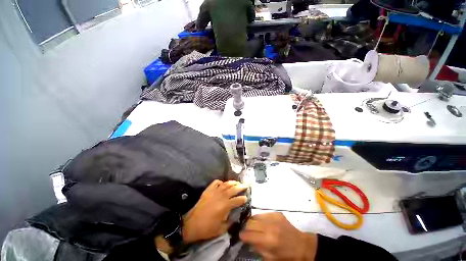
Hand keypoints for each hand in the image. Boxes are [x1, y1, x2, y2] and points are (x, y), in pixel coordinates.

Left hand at [182, 180, 247, 242]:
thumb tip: (235, 216)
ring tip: (237, 182)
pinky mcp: (208, 190)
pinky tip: (223, 184)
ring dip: (232, 182)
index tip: (246, 198)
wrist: (191, 224)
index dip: (243, 199)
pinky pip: (216, 182)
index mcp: (225, 206)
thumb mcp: (221, 229)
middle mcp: (221, 196)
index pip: (237, 200)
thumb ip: (230, 222)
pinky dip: (220, 182)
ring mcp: (214, 191)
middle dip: (241, 187)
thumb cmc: (207, 228)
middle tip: (245, 186)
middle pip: (233, 189)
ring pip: (225, 184)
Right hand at [240, 212, 316, 260]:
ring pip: (255, 216)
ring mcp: (273, 217)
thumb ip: (258, 248)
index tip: (240, 236)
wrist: (302, 245)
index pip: (249, 234)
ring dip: (252, 221)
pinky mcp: (277, 213)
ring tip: (253, 226)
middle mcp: (269, 226)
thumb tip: (248, 240)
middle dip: (246, 227)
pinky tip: (263, 223)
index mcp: (268, 240)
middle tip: (246, 231)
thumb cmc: (286, 255)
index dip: (242, 235)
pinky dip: (261, 218)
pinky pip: (263, 213)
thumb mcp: (271, 258)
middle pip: (250, 222)